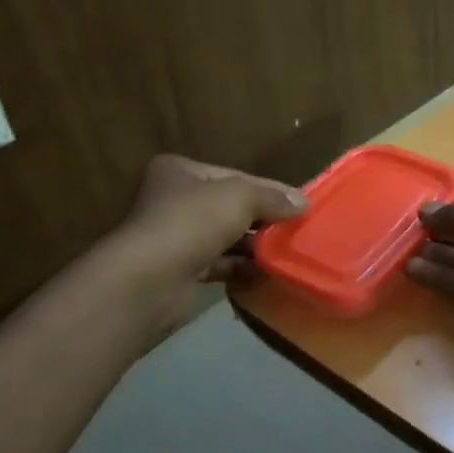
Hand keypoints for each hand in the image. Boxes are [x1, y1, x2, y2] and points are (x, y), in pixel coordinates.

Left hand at [111, 154, 305, 338]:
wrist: (150, 280)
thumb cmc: (192, 223)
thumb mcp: (240, 197)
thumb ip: (272, 196)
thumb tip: (303, 202)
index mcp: (180, 172)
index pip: (234, 176)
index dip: (268, 189)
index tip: (300, 205)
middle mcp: (174, 201)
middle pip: (231, 207)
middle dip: (263, 220)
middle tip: (297, 231)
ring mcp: (176, 237)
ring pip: (227, 238)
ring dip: (255, 246)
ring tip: (287, 253)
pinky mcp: (181, 270)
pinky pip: (220, 265)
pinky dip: (242, 268)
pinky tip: (267, 273)